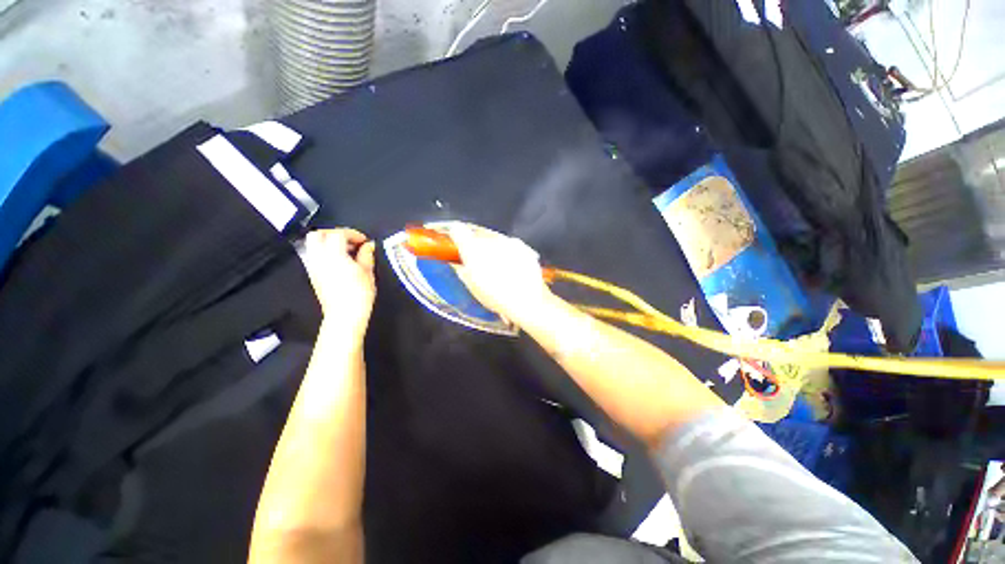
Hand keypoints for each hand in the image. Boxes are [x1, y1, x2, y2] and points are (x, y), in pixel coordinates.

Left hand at [302, 228, 375, 338]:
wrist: (345, 315)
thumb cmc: (359, 294)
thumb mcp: (368, 272)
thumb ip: (367, 255)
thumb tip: (368, 246)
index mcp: (334, 255)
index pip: (338, 234)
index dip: (352, 233)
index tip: (363, 240)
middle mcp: (319, 258)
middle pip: (318, 234)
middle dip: (334, 233)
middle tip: (349, 240)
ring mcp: (313, 267)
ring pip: (313, 244)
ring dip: (328, 242)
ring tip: (345, 250)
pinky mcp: (313, 275)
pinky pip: (314, 256)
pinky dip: (325, 253)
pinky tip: (340, 261)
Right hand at [451, 224, 553, 326]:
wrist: (527, 301)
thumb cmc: (495, 297)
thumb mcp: (472, 286)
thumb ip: (462, 269)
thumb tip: (458, 262)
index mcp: (473, 248)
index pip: (457, 230)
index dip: (455, 236)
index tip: (456, 243)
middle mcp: (490, 239)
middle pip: (477, 235)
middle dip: (475, 245)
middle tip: (477, 260)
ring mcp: (509, 241)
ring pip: (494, 239)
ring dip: (492, 248)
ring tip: (498, 267)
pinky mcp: (523, 245)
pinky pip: (510, 244)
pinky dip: (508, 252)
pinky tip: (512, 267)